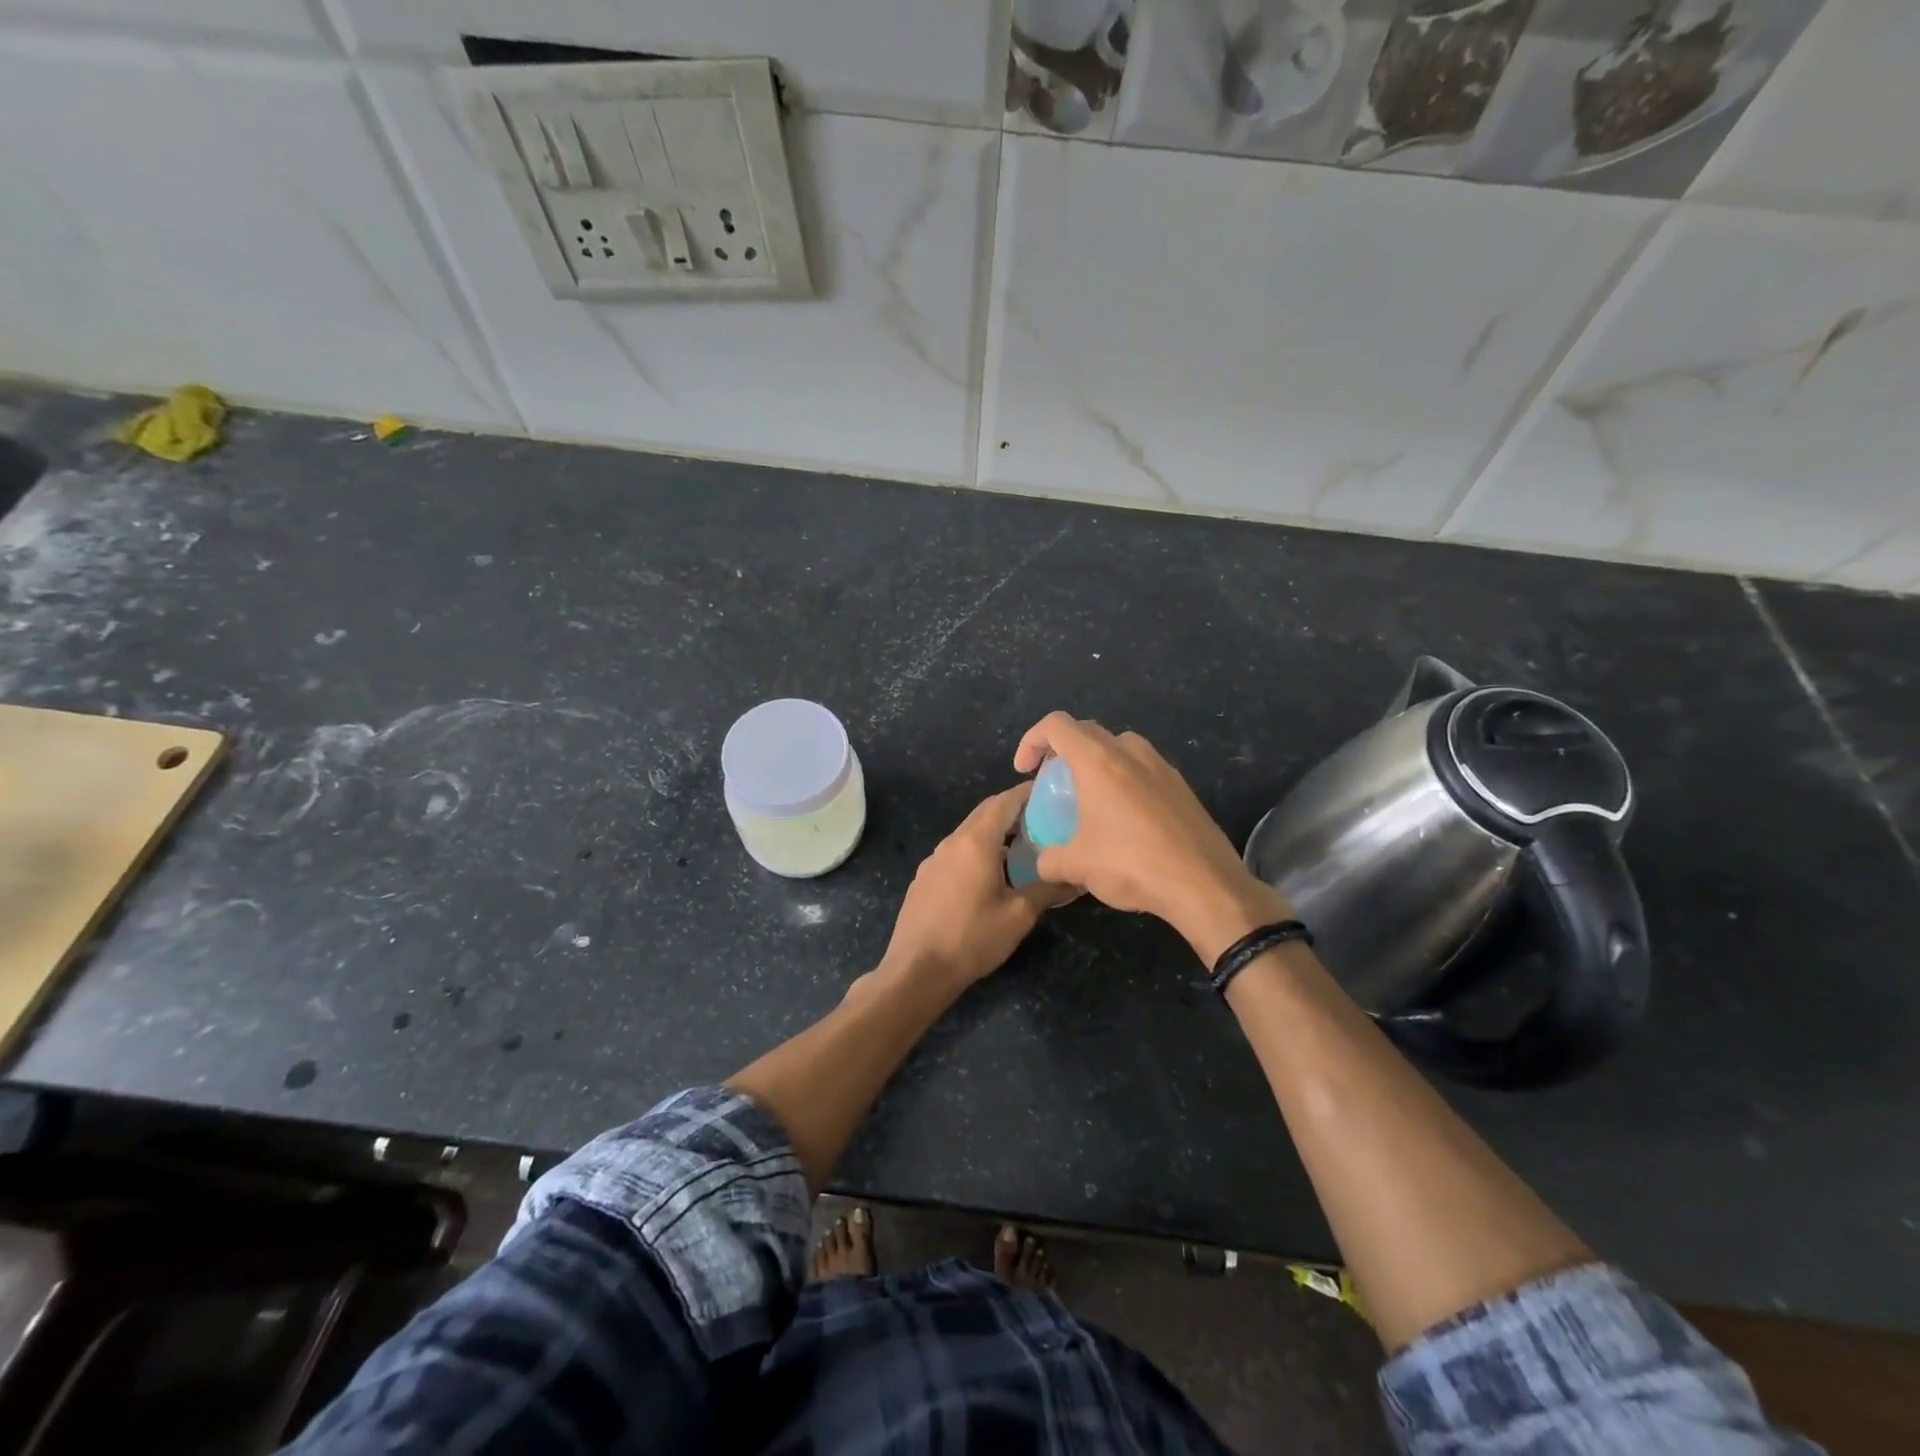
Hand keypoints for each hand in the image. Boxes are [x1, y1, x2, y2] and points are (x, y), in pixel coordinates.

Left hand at [879, 785, 1072, 989]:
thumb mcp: (1018, 915)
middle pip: (985, 813)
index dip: (1027, 793)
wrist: (917, 970)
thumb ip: (1048, 890)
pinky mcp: (925, 878)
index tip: (1049, 791)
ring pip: (969, 834)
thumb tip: (1076, 878)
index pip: (1004, 802)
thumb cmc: (972, 938)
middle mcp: (951, 842)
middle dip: (1012, 811)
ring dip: (994, 833)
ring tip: (1022, 847)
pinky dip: (977, 851)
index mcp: (975, 842)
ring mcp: (933, 860)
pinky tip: (991, 874)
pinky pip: (956, 853)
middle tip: (1043, 818)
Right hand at [1014, 712, 1291, 963]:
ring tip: (1089, 798)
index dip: (1032, 740)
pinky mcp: (1182, 787)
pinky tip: (1123, 819)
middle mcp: (1130, 753)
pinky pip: (1143, 769)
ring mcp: (1161, 767)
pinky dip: (1124, 781)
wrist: (1204, 884)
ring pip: (1119, 748)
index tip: (1025, 771)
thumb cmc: (1131, 864)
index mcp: (1098, 760)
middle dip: (1062, 751)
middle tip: (1054, 783)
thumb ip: (1049, 859)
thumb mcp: (1076, 866)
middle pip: (1087, 732)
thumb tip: (1042, 862)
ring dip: (1097, 763)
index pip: (1056, 725)